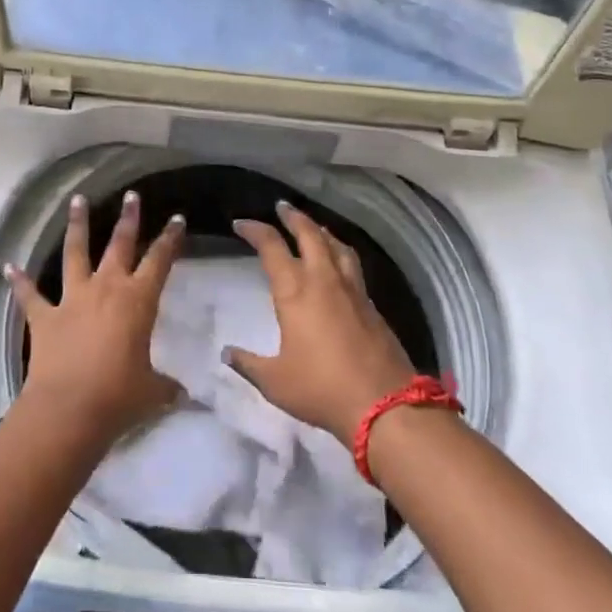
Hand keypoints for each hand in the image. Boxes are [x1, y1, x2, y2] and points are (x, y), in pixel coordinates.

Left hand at [7, 190, 184, 444]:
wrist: (68, 410)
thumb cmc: (118, 397)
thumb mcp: (152, 392)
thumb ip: (166, 387)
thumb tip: (184, 395)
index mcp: (138, 301)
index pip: (160, 261)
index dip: (170, 239)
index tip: (177, 219)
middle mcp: (106, 289)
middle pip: (119, 245)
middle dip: (128, 219)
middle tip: (131, 196)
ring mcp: (72, 299)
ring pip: (75, 252)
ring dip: (77, 226)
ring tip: (77, 200)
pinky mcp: (44, 317)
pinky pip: (30, 294)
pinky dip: (20, 280)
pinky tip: (9, 265)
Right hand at [225, 202, 416, 441]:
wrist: (384, 404)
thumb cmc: (321, 388)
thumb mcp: (275, 381)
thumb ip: (249, 364)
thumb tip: (227, 353)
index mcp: (294, 290)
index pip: (271, 247)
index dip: (255, 230)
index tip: (241, 224)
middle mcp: (323, 279)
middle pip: (309, 233)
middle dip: (293, 217)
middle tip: (281, 207)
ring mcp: (351, 289)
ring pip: (335, 245)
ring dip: (320, 230)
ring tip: (312, 227)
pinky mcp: (371, 304)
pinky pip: (351, 264)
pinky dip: (339, 251)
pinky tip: (338, 262)